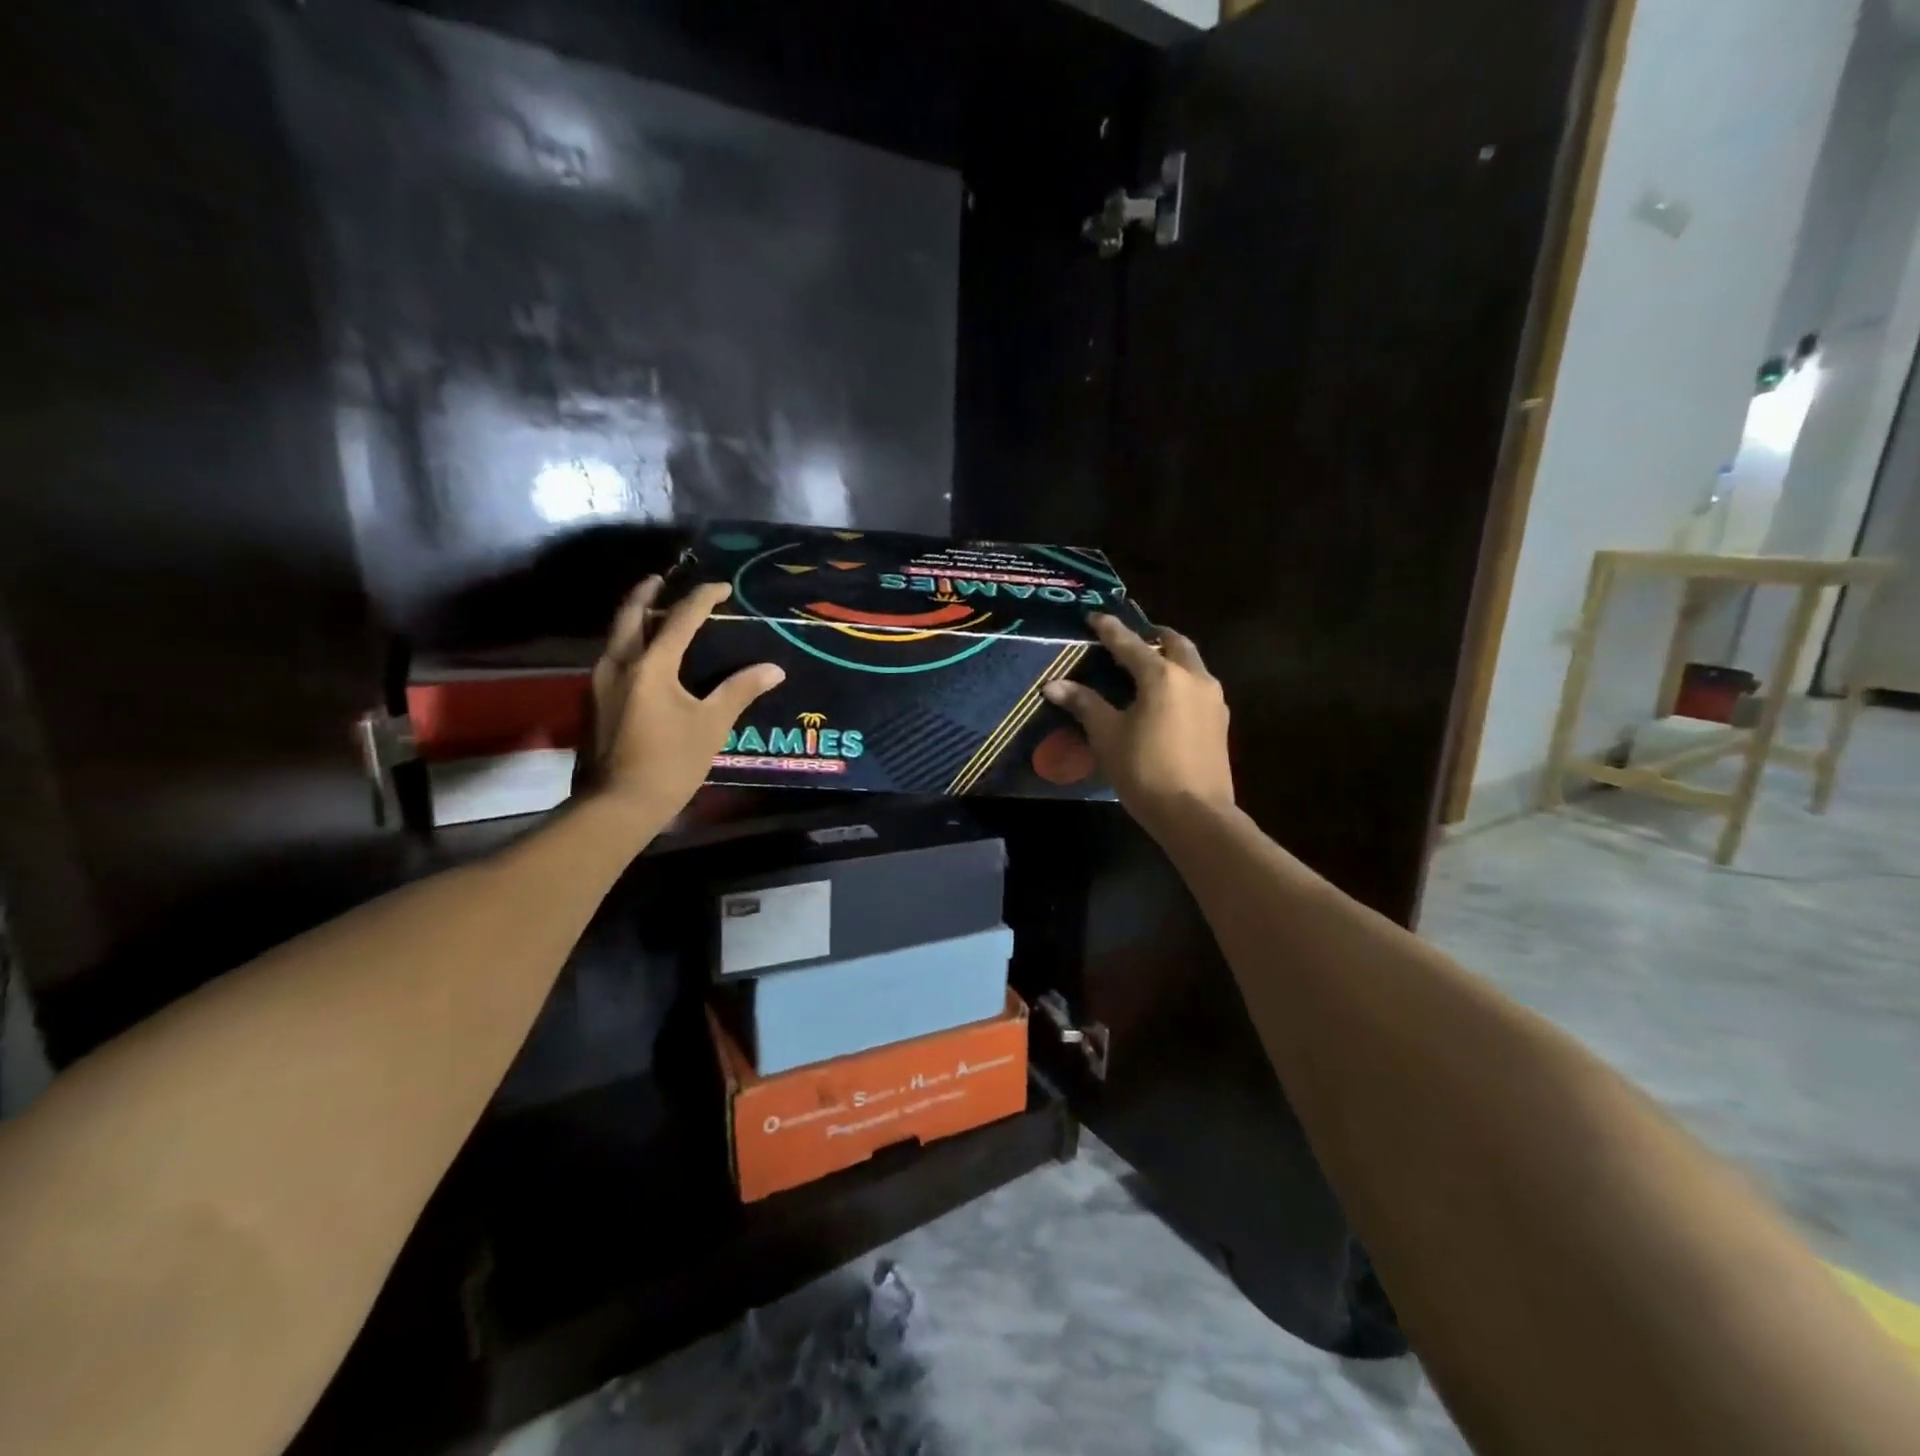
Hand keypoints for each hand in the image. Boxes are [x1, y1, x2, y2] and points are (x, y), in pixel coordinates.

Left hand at [576, 578, 783, 822]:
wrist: (617, 805)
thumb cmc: (670, 762)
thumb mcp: (711, 726)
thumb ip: (740, 691)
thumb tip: (774, 669)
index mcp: (650, 665)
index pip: (680, 618)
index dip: (703, 598)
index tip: (721, 587)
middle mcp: (619, 664)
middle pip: (631, 615)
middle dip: (647, 593)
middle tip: (662, 580)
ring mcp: (599, 683)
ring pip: (616, 636)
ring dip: (635, 618)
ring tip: (654, 613)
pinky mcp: (593, 702)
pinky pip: (612, 658)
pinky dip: (629, 645)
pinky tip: (643, 658)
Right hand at [1041, 614, 1233, 834]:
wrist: (1195, 814)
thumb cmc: (1145, 771)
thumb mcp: (1107, 736)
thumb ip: (1084, 704)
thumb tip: (1053, 685)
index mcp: (1163, 675)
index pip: (1130, 643)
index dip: (1109, 629)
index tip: (1094, 616)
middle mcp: (1193, 678)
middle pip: (1174, 643)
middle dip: (1152, 636)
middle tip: (1130, 639)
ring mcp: (1213, 699)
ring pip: (1191, 663)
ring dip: (1170, 657)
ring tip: (1147, 666)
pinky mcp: (1220, 721)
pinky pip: (1198, 686)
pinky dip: (1180, 679)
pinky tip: (1166, 697)